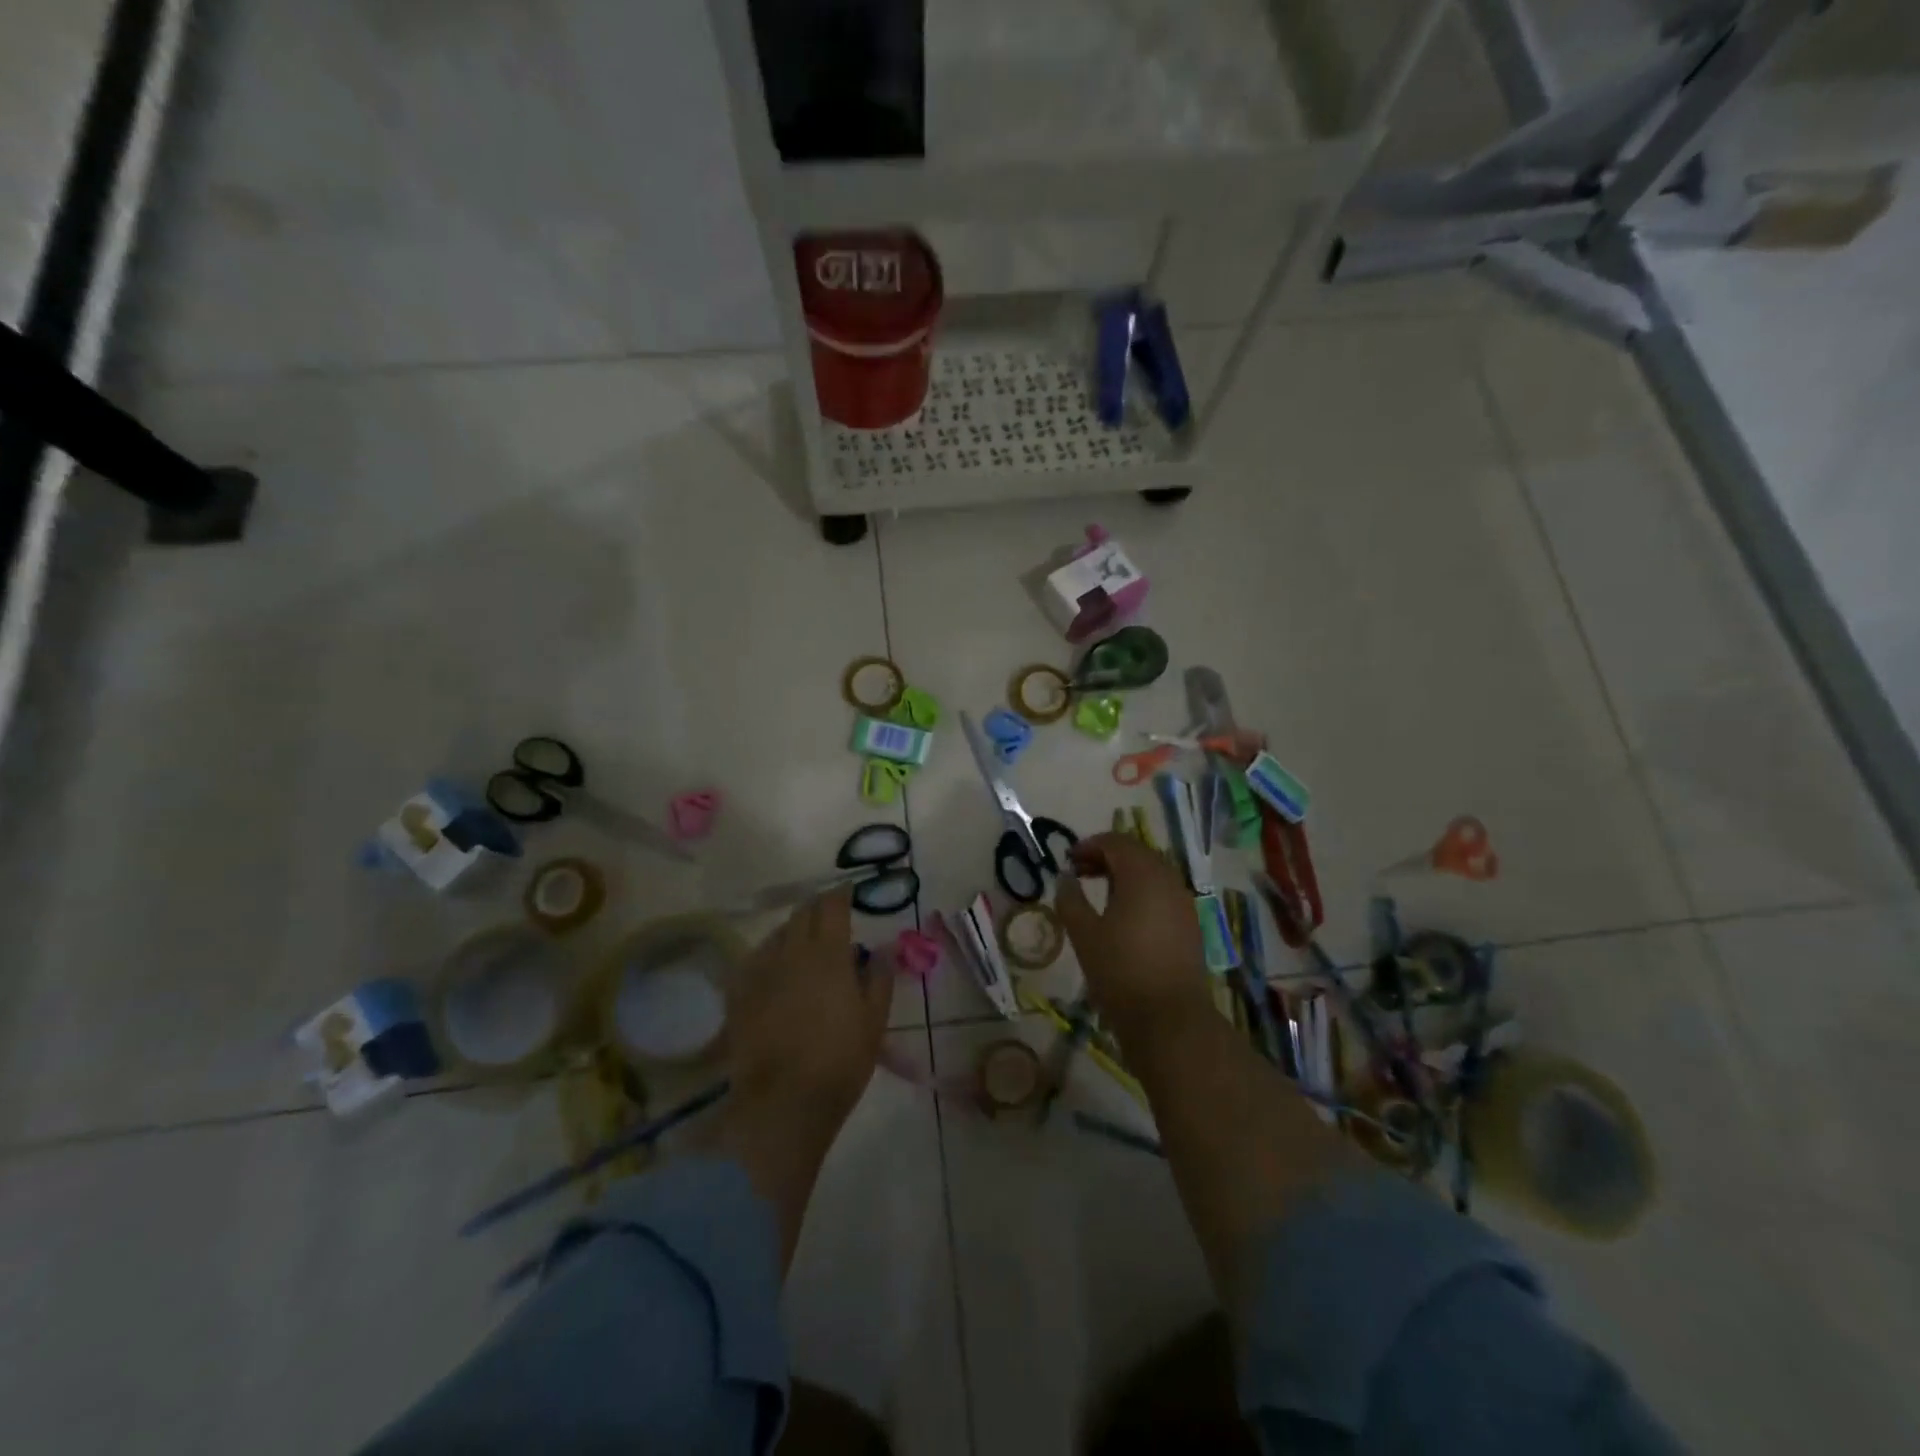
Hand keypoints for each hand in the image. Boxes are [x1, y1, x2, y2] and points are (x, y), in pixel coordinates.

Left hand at [726, 889, 890, 1140]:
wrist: (783, 1102)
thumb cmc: (840, 1061)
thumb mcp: (874, 1020)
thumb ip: (880, 977)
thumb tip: (883, 946)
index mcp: (828, 954)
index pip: (832, 906)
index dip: (841, 894)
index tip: (848, 892)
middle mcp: (791, 952)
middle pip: (802, 914)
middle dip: (817, 908)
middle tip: (829, 916)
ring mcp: (760, 971)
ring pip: (776, 934)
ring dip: (793, 930)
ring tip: (803, 942)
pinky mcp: (738, 994)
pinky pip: (754, 959)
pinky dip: (769, 954)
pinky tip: (774, 967)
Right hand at [1054, 833, 1212, 1031]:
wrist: (1169, 1018)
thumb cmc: (1120, 970)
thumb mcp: (1084, 933)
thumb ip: (1070, 899)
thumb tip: (1065, 877)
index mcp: (1142, 874)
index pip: (1116, 842)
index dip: (1090, 845)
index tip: (1069, 860)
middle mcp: (1168, 880)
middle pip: (1137, 853)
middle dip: (1107, 857)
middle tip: (1080, 872)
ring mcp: (1184, 902)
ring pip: (1152, 873)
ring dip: (1125, 874)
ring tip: (1099, 892)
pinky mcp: (1190, 924)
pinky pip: (1163, 893)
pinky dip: (1141, 891)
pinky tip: (1124, 915)